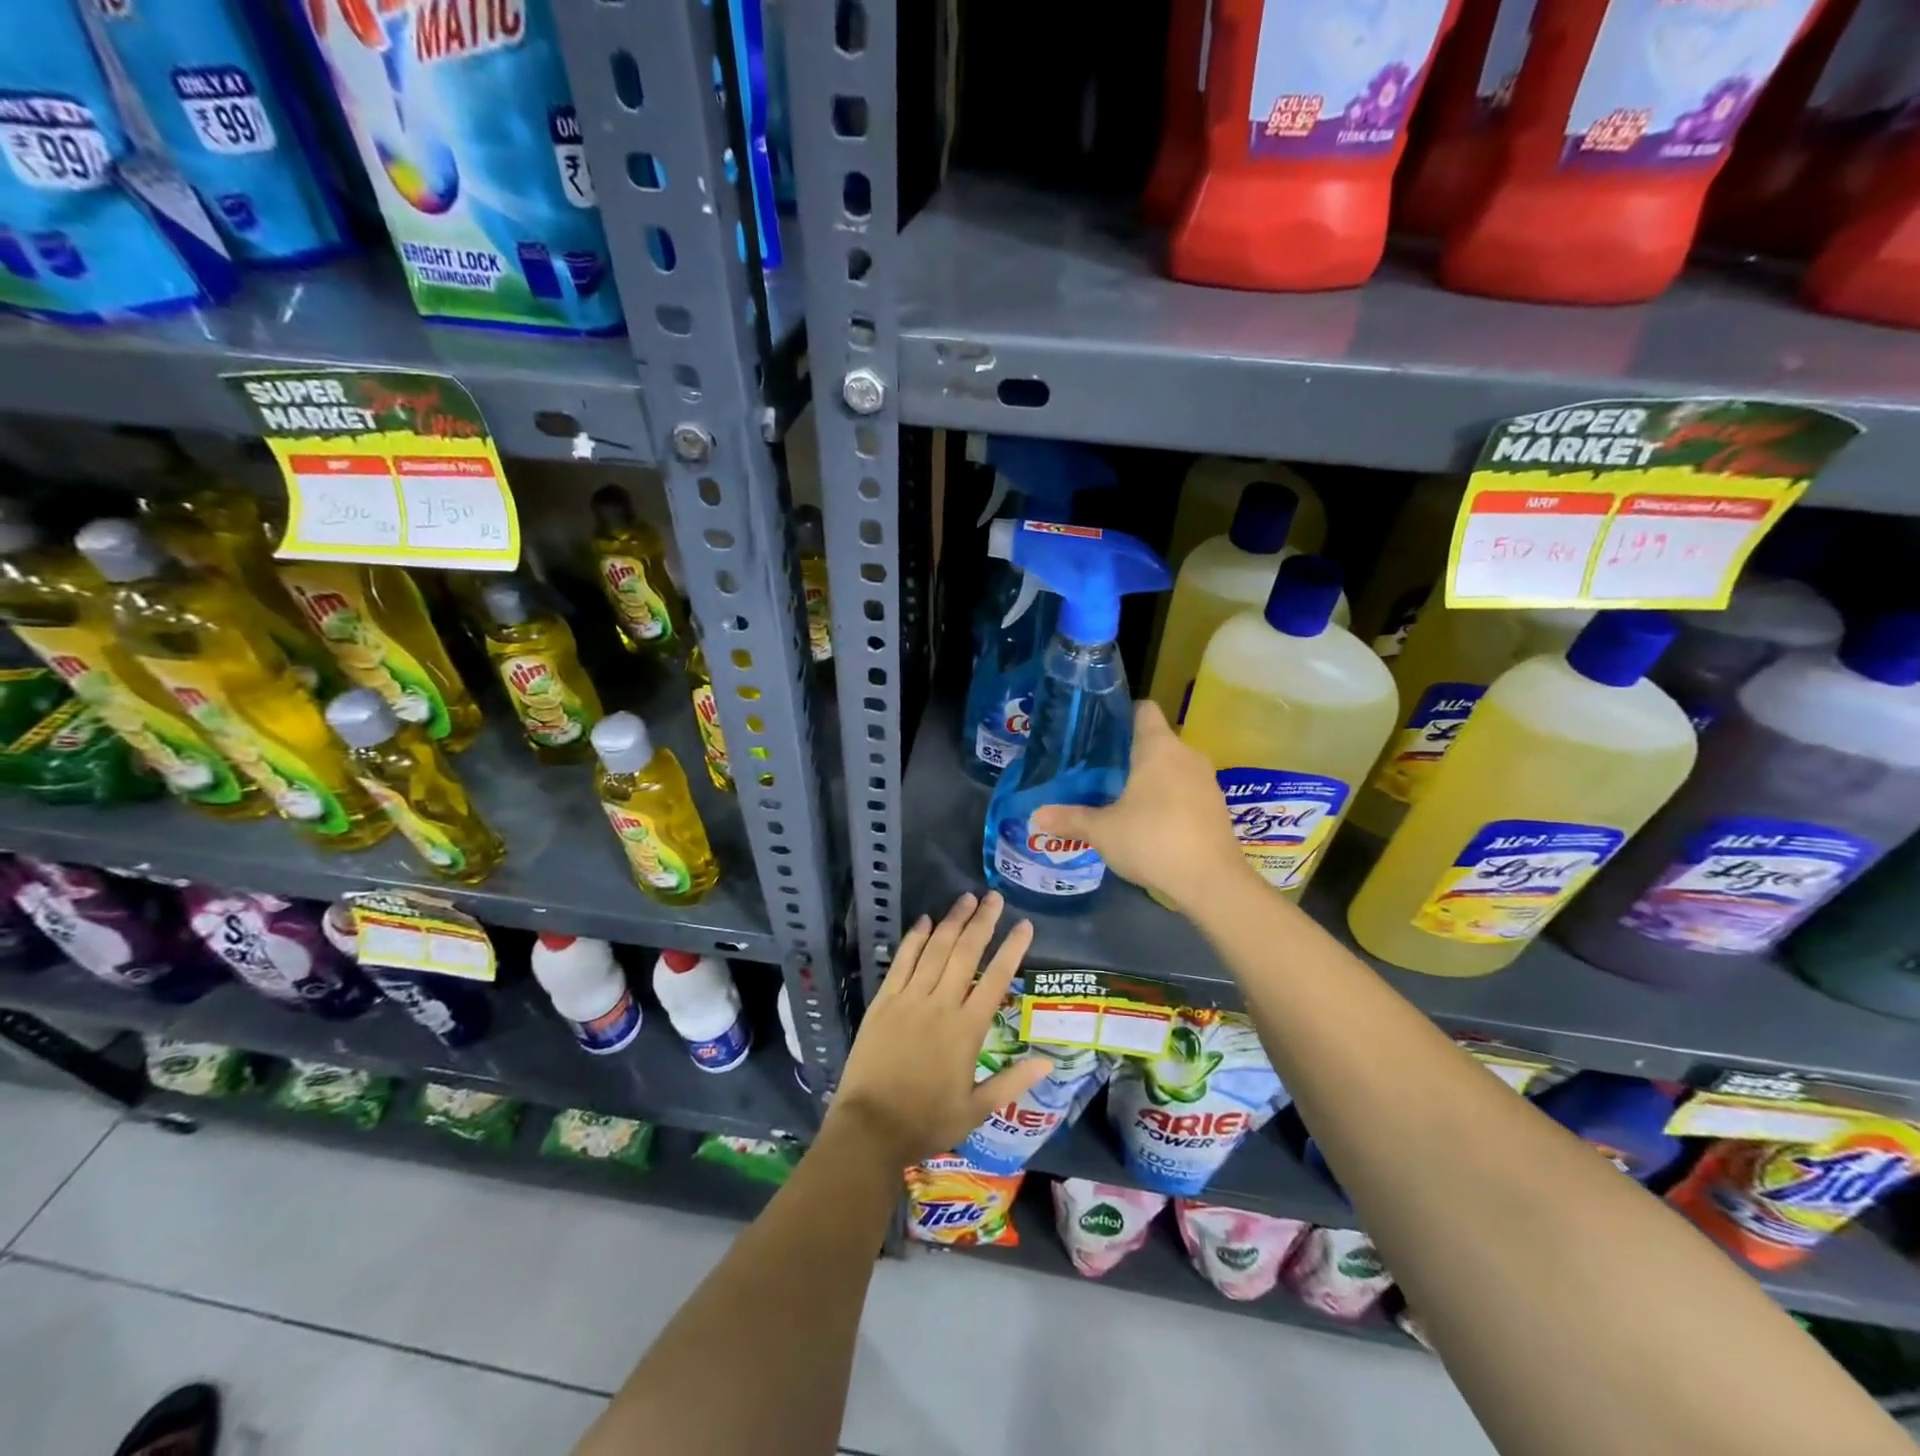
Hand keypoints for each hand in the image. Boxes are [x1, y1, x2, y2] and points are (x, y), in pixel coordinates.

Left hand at [828, 892, 1048, 1167]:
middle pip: (966, 953)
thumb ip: (1012, 1082)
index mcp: (967, 1030)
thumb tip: (1050, 1061)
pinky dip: (914, 939)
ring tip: (966, 898)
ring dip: (952, 922)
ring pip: (935, 950)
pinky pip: (902, 962)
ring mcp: (909, 999)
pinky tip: (925, 920)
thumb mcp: (976, 1110)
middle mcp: (941, 1005)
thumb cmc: (926, 1122)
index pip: (996, 979)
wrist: (870, 1128)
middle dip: (982, 922)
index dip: (1012, 949)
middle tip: (995, 897)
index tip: (1025, 925)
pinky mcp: (884, 1001)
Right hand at [1031, 700, 1249, 909]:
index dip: (1121, 715)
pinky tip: (1148, 821)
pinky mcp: (1216, 807)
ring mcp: (1206, 781)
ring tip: (1119, 796)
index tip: (1098, 732)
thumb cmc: (1153, 840)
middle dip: (1128, 752)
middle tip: (1097, 770)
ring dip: (1150, 778)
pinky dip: (1168, 798)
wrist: (1212, 881)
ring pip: (1172, 767)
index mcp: (1159, 747)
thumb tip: (1037, 816)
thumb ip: (1070, 819)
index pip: (1143, 709)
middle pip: (1155, 740)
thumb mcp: (1103, 831)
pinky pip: (1186, 790)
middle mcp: (1186, 754)